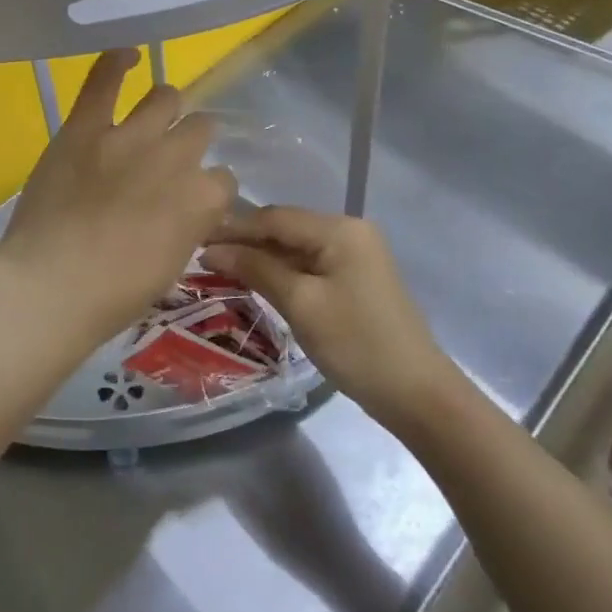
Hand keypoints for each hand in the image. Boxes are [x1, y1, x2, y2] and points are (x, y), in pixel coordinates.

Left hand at [0, 49, 236, 347]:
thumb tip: (190, 208)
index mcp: (202, 198)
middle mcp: (176, 157)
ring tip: (151, 121)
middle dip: (189, 145)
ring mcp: (130, 136)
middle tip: (165, 164)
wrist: (52, 287)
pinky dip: (116, 62)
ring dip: (164, 110)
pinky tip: (126, 54)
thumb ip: (189, 225)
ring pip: (166, 97)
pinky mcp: (86, 127)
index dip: (205, 191)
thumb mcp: (172, 266)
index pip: (222, 179)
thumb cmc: (114, 295)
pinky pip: (104, 80)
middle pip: (199, 130)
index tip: (188, 203)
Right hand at [203, 207, 458, 427]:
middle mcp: (349, 231)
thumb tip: (212, 250)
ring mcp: (355, 254)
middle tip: (202, 257)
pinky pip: (309, 264)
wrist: (417, 394)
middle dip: (245, 241)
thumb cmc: (356, 344)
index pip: (275, 217)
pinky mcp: (355, 278)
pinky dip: (281, 271)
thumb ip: (256, 269)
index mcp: (340, 229)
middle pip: (285, 228)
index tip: (195, 239)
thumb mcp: (301, 304)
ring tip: (221, 269)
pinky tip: (256, 281)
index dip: (233, 228)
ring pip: (295, 247)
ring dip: (261, 257)